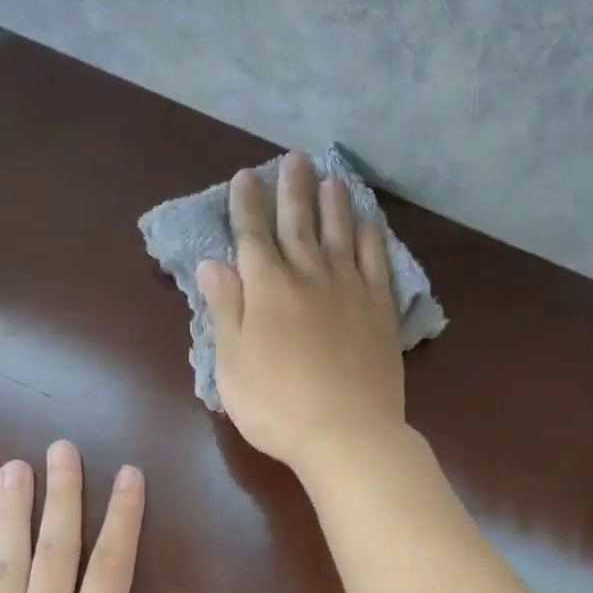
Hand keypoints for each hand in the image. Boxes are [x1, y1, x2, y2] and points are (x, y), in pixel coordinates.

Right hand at [199, 150, 405, 473]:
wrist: (346, 433)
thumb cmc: (276, 405)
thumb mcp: (232, 363)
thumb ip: (224, 309)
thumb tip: (212, 263)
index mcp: (267, 289)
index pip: (253, 236)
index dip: (247, 205)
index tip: (245, 177)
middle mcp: (309, 277)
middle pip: (299, 224)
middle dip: (292, 190)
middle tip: (294, 159)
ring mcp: (349, 290)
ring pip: (340, 234)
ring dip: (334, 204)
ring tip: (331, 179)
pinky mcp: (380, 309)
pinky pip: (376, 262)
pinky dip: (371, 238)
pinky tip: (369, 223)